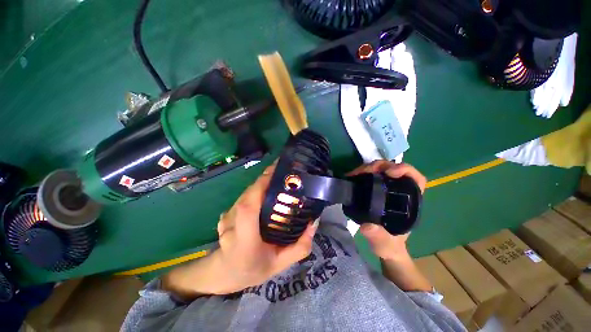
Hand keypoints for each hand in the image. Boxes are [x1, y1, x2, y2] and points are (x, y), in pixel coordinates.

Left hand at [214, 163, 316, 292]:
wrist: (225, 273)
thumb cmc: (253, 269)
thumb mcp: (281, 264)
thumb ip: (300, 247)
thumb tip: (314, 222)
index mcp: (244, 241)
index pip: (248, 207)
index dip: (259, 187)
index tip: (275, 172)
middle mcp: (231, 226)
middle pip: (247, 195)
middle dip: (264, 179)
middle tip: (282, 171)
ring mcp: (225, 218)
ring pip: (245, 193)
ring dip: (261, 183)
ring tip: (277, 178)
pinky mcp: (226, 213)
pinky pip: (243, 197)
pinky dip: (255, 189)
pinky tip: (266, 189)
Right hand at [347, 161, 425, 260]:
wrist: (383, 246)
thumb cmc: (389, 245)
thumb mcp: (384, 244)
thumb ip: (378, 237)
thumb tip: (367, 225)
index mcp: (409, 203)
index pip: (416, 179)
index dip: (405, 170)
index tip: (389, 172)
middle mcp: (400, 192)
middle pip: (395, 169)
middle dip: (381, 166)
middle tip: (364, 170)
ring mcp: (388, 190)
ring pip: (382, 170)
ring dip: (370, 168)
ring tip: (355, 173)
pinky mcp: (377, 190)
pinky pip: (372, 175)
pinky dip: (363, 173)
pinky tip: (353, 176)